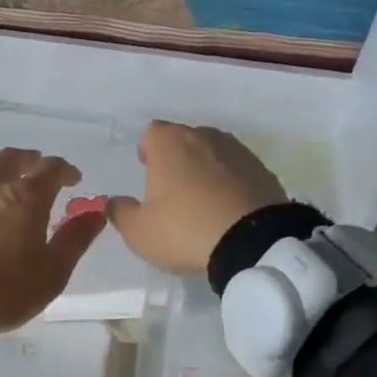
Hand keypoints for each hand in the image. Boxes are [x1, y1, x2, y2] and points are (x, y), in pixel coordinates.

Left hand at [0, 148, 106, 332]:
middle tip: (36, 167)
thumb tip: (97, 213)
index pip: (50, 168)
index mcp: (25, 197)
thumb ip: (76, 239)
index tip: (73, 179)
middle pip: (11, 157)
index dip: (65, 170)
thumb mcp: (51, 272)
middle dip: (28, 159)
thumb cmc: (2, 288)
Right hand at [107, 121, 286, 273]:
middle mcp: (204, 136)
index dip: (148, 150)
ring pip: (213, 153)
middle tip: (173, 190)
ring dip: (206, 169)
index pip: (152, 132)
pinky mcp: (263, 170)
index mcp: (170, 143)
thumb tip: (113, 202)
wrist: (253, 243)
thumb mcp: (139, 231)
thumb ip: (120, 212)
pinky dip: (231, 183)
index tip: (148, 171)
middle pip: (185, 139)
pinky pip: (238, 171)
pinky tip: (229, 209)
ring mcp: (238, 151)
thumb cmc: (185, 229)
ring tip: (203, 201)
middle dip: (177, 159)